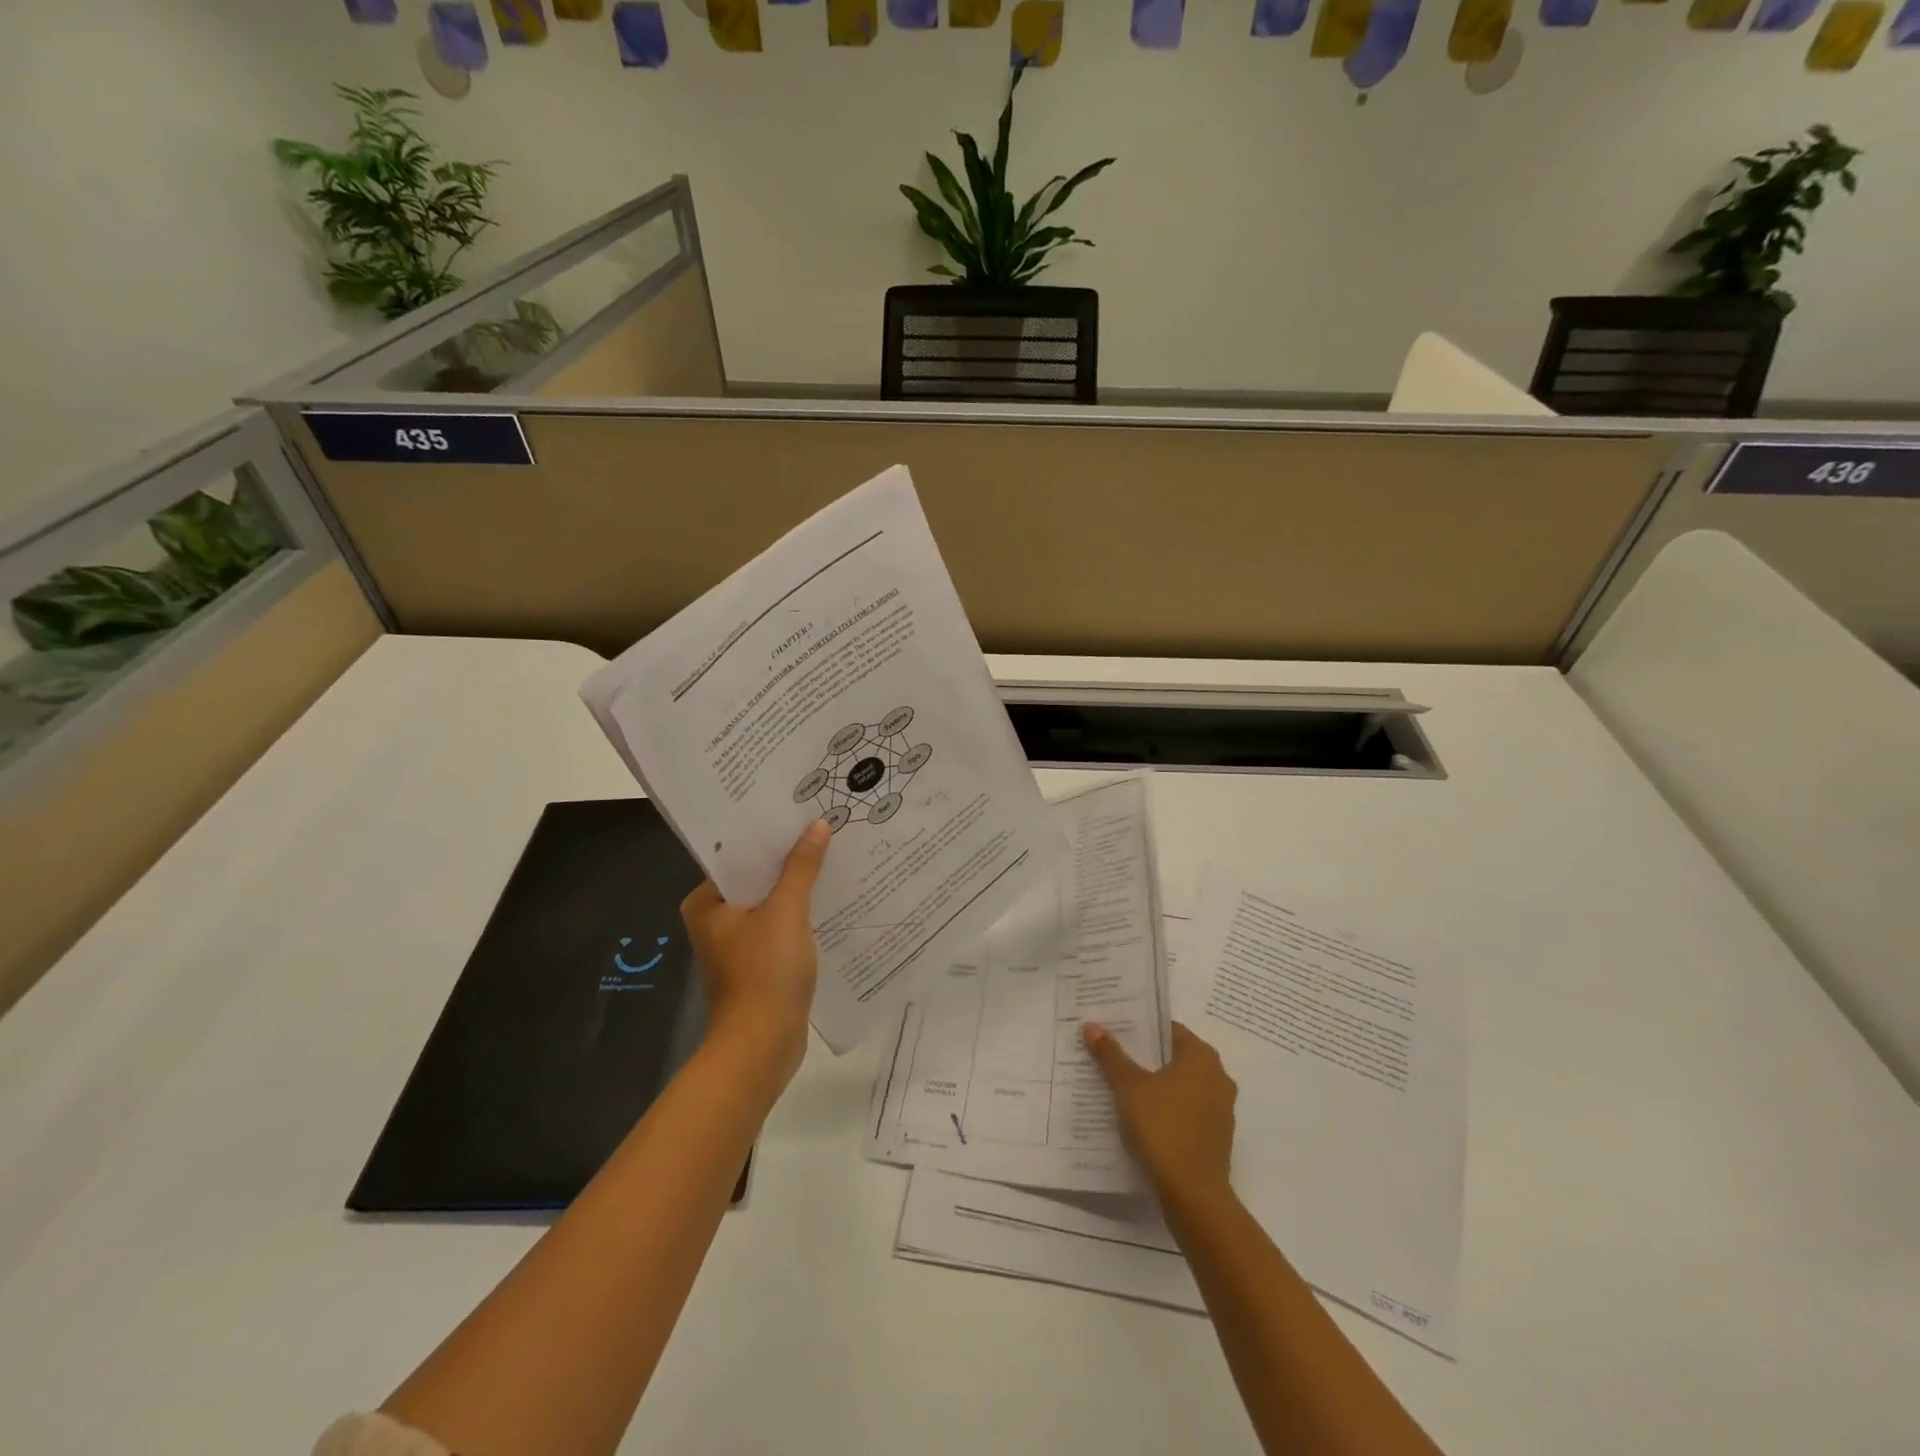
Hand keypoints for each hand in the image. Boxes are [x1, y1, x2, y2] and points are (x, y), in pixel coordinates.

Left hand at [680, 820, 829, 1091]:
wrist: (763, 1046)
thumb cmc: (765, 972)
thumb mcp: (787, 912)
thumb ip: (801, 867)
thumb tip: (817, 826)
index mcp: (706, 903)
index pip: (738, 856)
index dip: (770, 836)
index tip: (800, 814)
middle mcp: (714, 920)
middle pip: (756, 879)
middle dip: (789, 861)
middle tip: (823, 831)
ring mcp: (736, 945)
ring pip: (770, 904)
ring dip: (797, 888)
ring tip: (833, 858)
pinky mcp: (756, 965)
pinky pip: (779, 928)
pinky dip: (800, 916)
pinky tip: (830, 901)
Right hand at [1083, 1020, 1236, 1201]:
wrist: (1193, 1193)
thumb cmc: (1162, 1127)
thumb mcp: (1129, 1087)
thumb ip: (1111, 1056)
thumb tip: (1092, 1026)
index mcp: (1201, 1057)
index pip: (1170, 1030)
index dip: (1143, 1028)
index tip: (1118, 1030)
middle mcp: (1218, 1077)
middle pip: (1177, 1057)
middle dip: (1148, 1057)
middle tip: (1116, 1054)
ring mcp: (1221, 1109)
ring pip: (1184, 1086)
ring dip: (1159, 1085)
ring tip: (1124, 1086)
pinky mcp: (1217, 1137)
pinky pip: (1189, 1111)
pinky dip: (1169, 1109)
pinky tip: (1143, 1117)